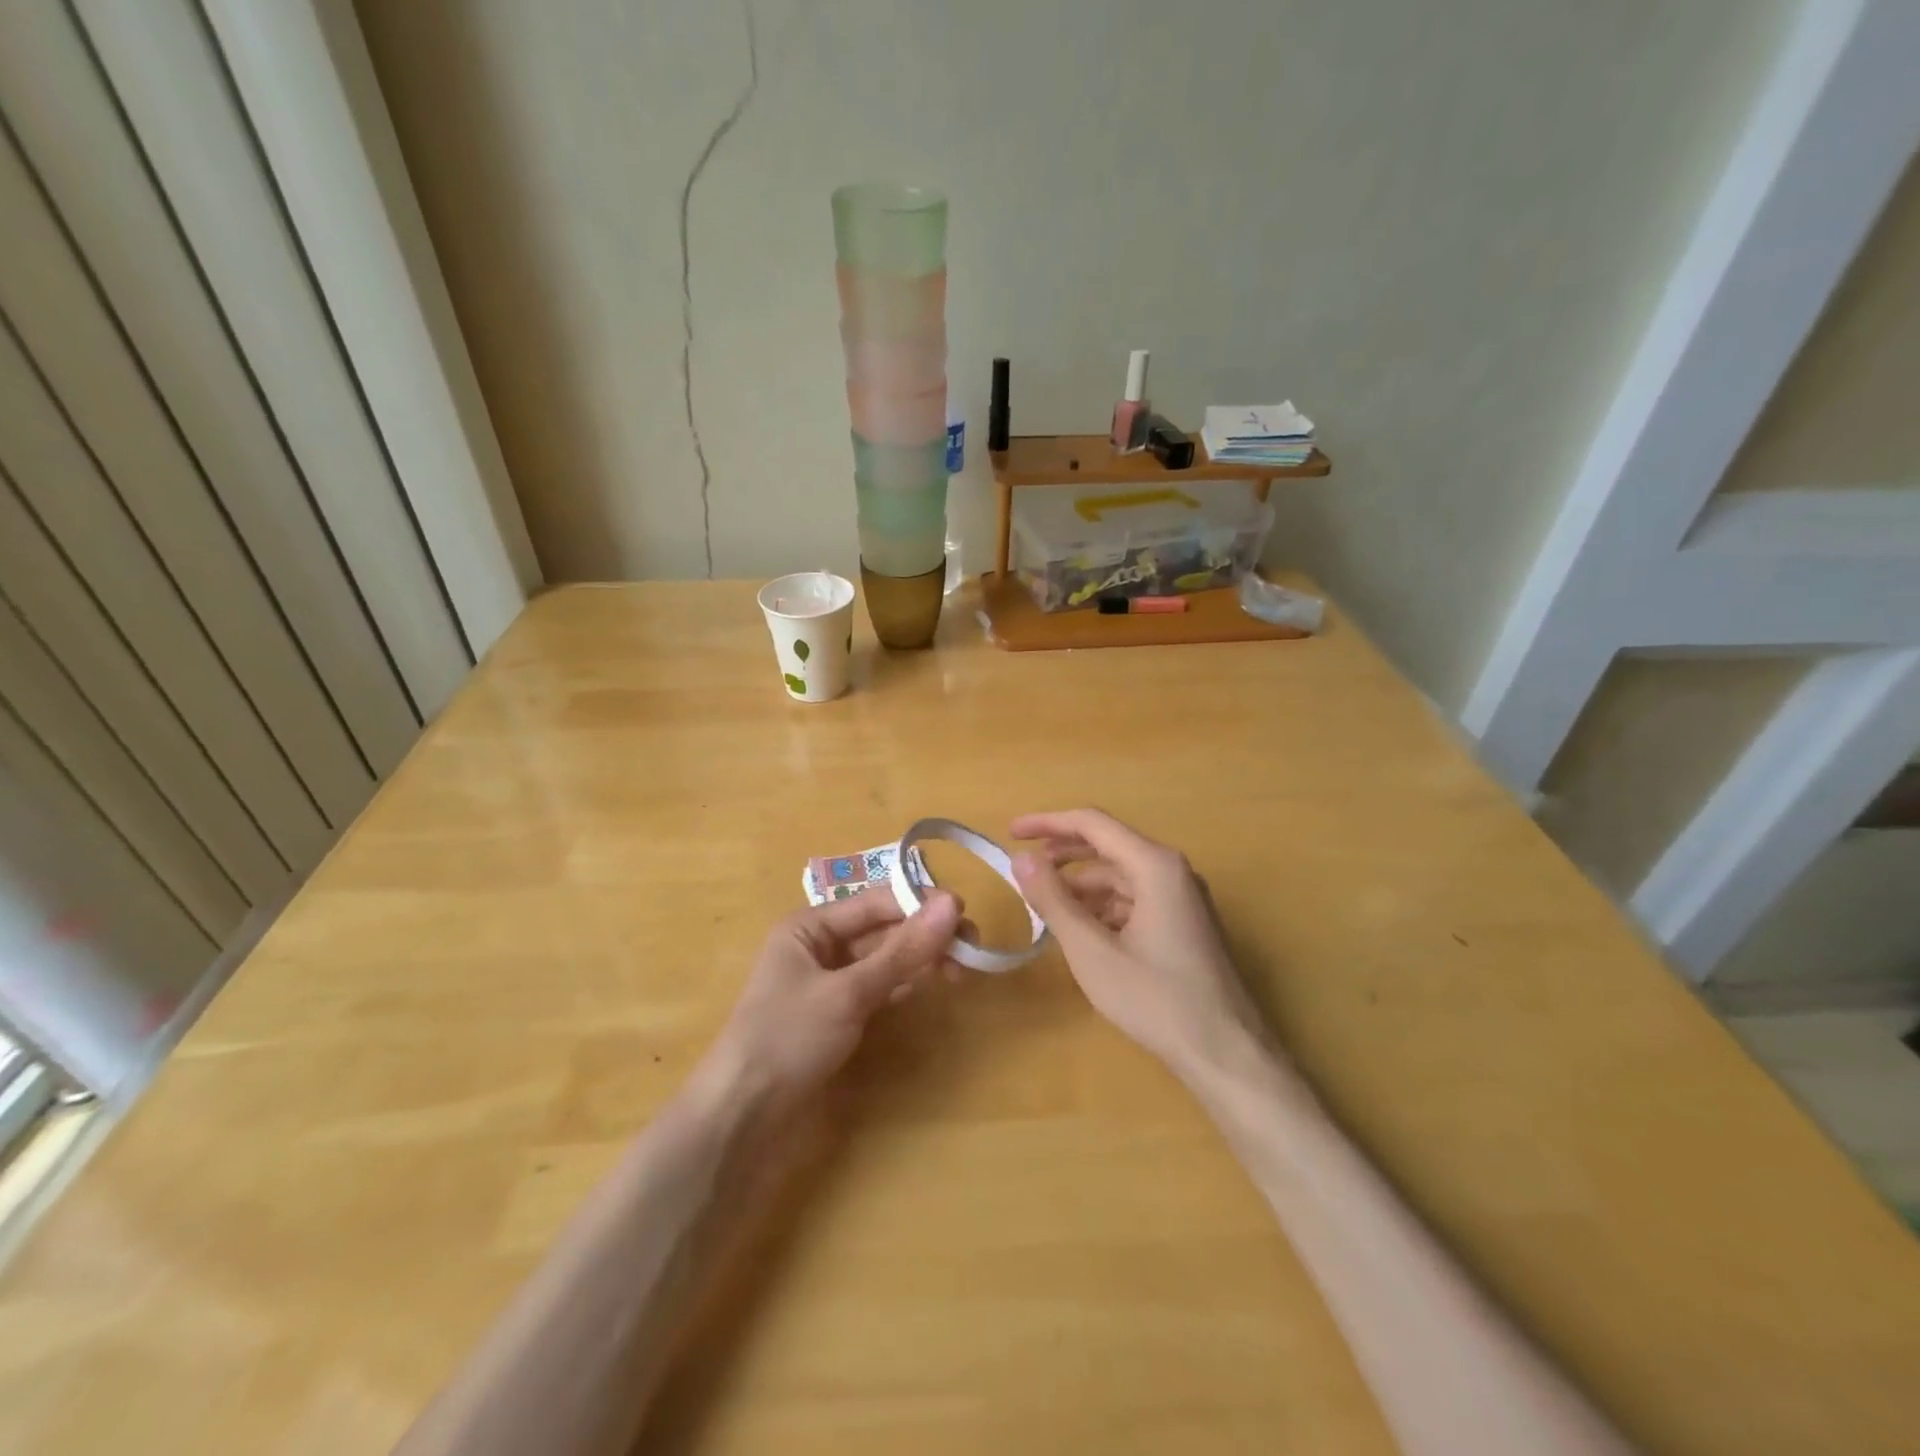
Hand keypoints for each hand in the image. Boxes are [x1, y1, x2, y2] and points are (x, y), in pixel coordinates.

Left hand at [702, 889, 960, 1111]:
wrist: (742, 1118)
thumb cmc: (788, 1039)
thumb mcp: (848, 992)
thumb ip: (903, 951)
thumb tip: (953, 904)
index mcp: (810, 925)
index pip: (876, 901)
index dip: (919, 903)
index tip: (966, 913)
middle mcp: (821, 945)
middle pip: (883, 929)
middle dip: (925, 934)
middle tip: (972, 947)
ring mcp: (831, 981)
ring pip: (886, 958)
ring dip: (921, 959)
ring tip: (963, 968)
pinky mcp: (840, 1014)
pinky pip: (881, 986)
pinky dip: (907, 983)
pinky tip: (936, 984)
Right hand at [1012, 809, 1267, 1080]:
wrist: (1226, 1054)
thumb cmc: (1156, 999)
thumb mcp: (1092, 951)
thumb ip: (1053, 900)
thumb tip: (1021, 858)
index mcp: (1154, 865)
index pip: (1092, 823)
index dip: (1047, 823)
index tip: (1010, 832)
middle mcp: (1172, 870)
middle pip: (1108, 845)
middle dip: (1062, 852)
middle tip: (1022, 865)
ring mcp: (1182, 897)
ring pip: (1120, 875)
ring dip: (1081, 885)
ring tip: (1044, 905)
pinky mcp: (1184, 923)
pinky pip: (1135, 898)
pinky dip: (1102, 906)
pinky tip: (1081, 930)